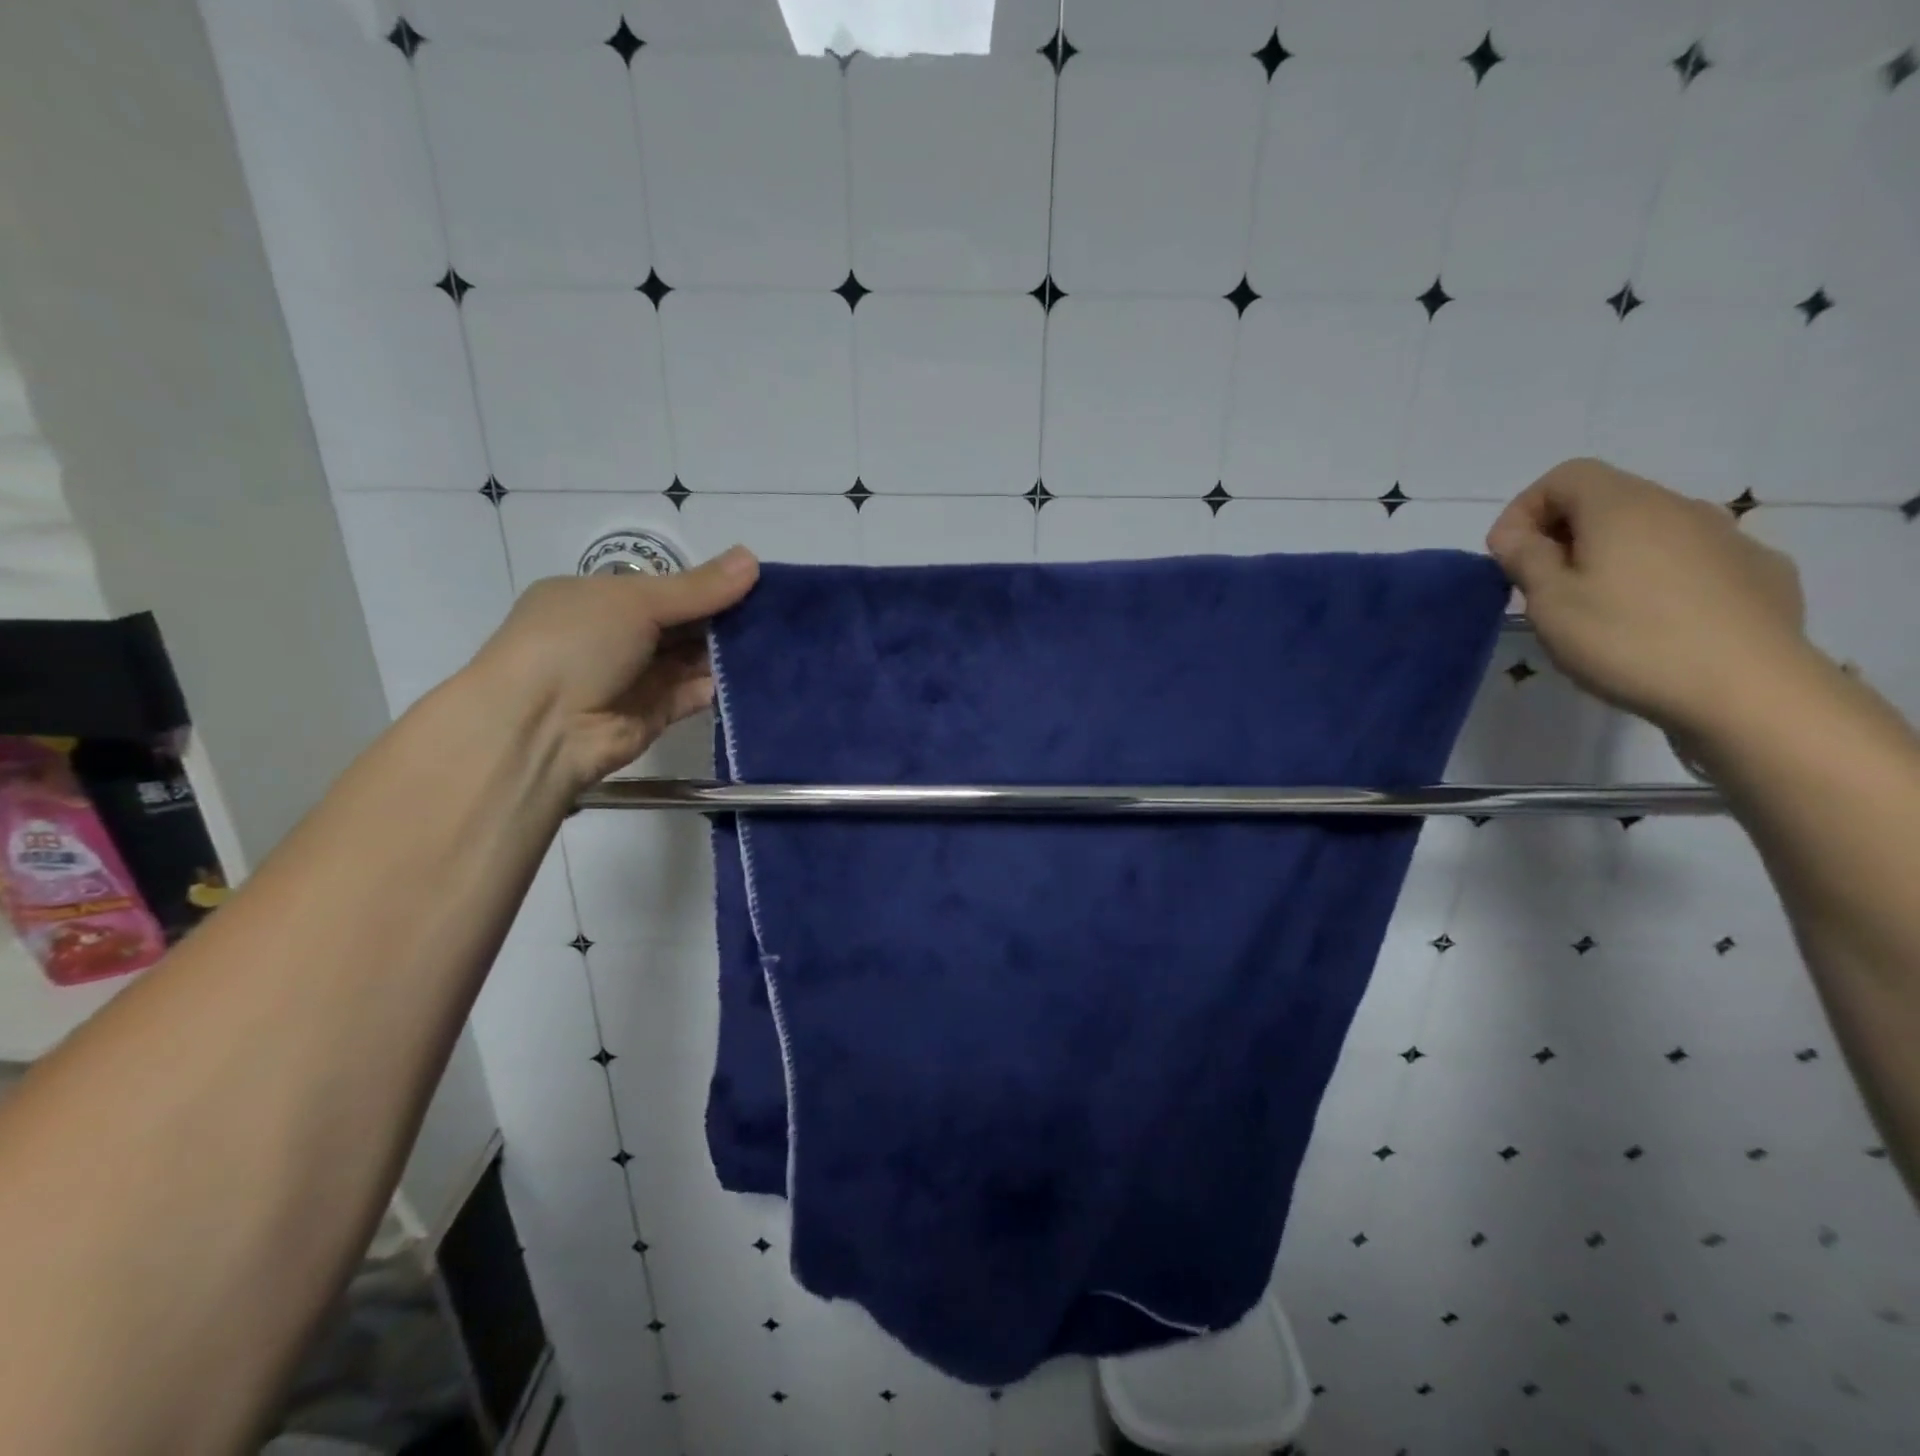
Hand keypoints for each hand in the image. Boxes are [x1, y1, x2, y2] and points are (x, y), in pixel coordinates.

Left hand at [466, 547, 759, 789]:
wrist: (540, 727)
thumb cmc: (577, 644)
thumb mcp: (636, 600)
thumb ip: (698, 587)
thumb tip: (752, 558)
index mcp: (598, 599)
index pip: (664, 588)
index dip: (708, 585)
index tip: (756, 583)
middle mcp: (616, 636)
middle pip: (682, 623)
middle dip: (725, 619)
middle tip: (777, 614)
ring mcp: (635, 677)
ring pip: (692, 659)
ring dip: (727, 652)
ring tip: (777, 642)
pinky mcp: (654, 714)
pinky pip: (694, 695)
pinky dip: (719, 686)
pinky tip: (755, 676)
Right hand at [1486, 459, 1809, 736]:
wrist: (1748, 690)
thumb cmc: (1628, 639)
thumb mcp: (1550, 602)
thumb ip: (1526, 559)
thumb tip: (1516, 535)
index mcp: (1625, 507)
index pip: (1565, 476)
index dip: (1524, 509)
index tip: (1508, 557)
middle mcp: (1681, 508)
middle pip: (1608, 501)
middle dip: (1564, 536)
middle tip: (1542, 589)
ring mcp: (1730, 539)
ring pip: (1651, 532)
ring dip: (1612, 558)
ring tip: (1596, 611)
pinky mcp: (1760, 573)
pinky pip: (1692, 562)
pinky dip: (1659, 579)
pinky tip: (1654, 624)